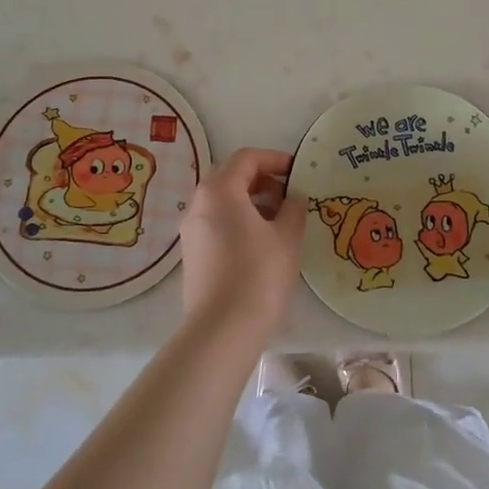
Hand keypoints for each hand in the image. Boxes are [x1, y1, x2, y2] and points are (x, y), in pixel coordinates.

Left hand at [179, 148, 305, 349]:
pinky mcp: (192, 254)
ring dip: (250, 201)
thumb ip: (293, 208)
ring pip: (222, 201)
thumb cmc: (258, 275)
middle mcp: (198, 203)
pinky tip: (261, 243)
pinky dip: (238, 220)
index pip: (246, 158)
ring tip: (279, 220)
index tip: (297, 171)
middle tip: (288, 194)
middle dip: (261, 179)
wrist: (221, 331)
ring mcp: (191, 230)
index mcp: (220, 190)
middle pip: (230, 176)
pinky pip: (216, 222)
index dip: (274, 159)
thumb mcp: (287, 237)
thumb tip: (293, 197)